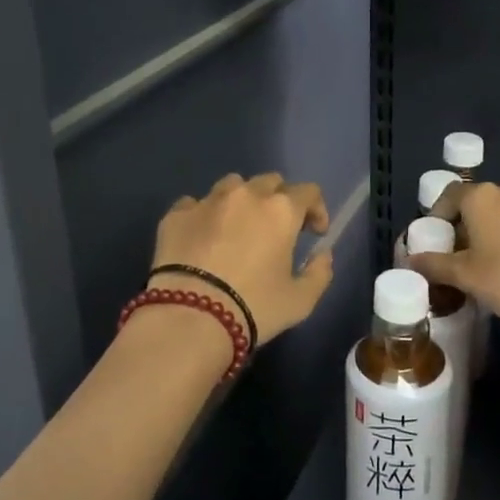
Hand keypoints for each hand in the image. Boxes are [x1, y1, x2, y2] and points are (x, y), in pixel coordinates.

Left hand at [151, 173, 333, 343]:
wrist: (190, 318)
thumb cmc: (253, 307)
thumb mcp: (300, 301)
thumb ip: (319, 273)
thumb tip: (322, 255)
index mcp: (280, 210)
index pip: (308, 192)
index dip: (316, 209)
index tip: (314, 232)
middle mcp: (245, 195)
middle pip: (270, 181)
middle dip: (279, 200)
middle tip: (276, 229)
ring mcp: (207, 201)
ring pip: (232, 185)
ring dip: (242, 200)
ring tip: (238, 226)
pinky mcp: (176, 215)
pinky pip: (194, 203)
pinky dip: (204, 214)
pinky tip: (202, 236)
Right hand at [409, 181, 499, 329]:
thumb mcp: (464, 275)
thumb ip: (434, 264)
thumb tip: (410, 261)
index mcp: (481, 196)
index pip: (450, 195)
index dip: (438, 214)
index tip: (435, 238)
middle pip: (478, 202)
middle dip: (465, 224)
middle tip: (458, 252)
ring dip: (492, 230)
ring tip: (486, 260)